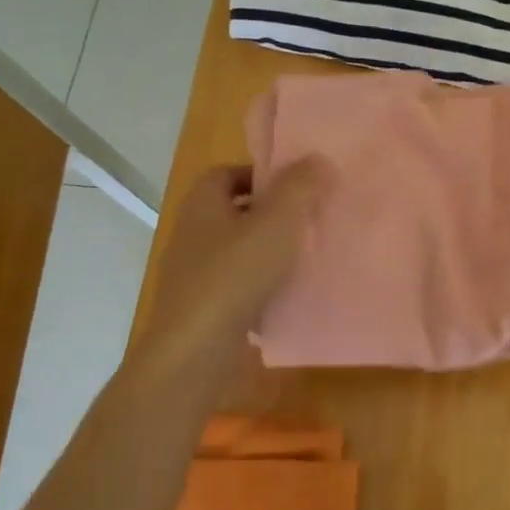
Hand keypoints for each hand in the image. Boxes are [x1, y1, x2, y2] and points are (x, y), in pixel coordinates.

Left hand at [139, 158, 332, 360]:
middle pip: (234, 210)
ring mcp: (193, 273)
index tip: (297, 184)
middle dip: (270, 212)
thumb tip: (317, 159)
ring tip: (305, 256)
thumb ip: (300, 187)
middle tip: (308, 218)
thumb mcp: (278, 221)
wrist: (196, 350)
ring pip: (237, 249)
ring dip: (268, 250)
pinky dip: (260, 285)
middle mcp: (192, 233)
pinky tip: (287, 295)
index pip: (227, 173)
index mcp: (202, 204)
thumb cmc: (236, 274)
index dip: (261, 174)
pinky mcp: (201, 307)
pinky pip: (236, 284)